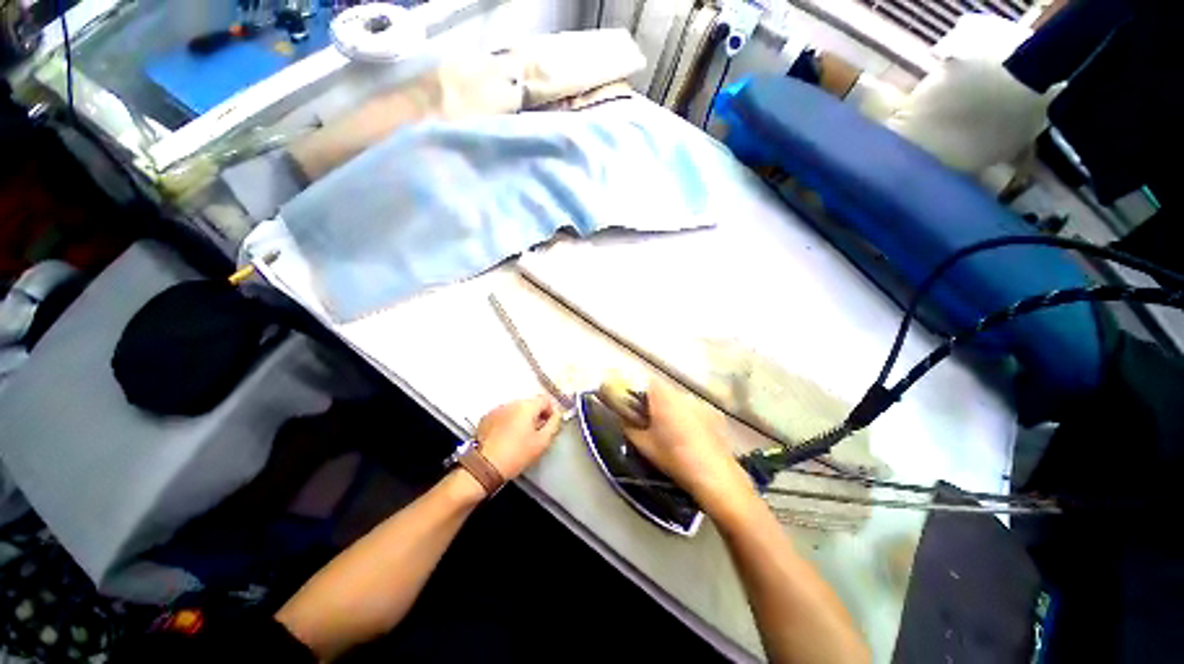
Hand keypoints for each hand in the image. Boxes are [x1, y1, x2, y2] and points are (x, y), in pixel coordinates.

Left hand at [476, 396, 562, 479]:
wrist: (484, 467)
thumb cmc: (517, 454)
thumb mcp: (542, 442)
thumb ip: (554, 424)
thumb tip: (556, 415)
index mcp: (527, 406)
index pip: (546, 399)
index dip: (551, 411)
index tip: (549, 425)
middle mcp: (511, 403)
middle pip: (530, 403)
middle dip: (536, 415)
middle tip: (536, 433)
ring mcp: (497, 409)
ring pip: (516, 409)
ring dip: (521, 418)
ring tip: (520, 437)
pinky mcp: (486, 418)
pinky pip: (503, 415)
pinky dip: (508, 422)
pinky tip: (506, 438)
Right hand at [623, 382, 757, 519]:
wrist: (715, 475)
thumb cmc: (673, 457)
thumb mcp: (643, 445)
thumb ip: (628, 426)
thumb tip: (622, 416)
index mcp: (664, 397)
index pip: (647, 383)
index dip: (640, 394)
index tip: (636, 410)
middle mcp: (683, 394)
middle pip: (664, 391)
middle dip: (656, 404)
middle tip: (652, 424)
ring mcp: (701, 403)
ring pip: (680, 401)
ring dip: (674, 410)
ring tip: (674, 433)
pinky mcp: (715, 415)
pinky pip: (695, 410)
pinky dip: (690, 418)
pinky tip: (692, 438)